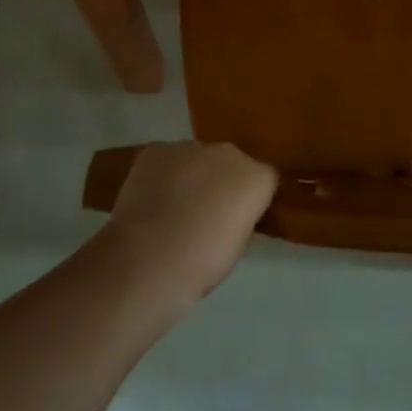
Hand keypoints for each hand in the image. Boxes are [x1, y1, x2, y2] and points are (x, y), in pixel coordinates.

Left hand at [95, 142, 277, 319]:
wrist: (147, 260)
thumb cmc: (201, 264)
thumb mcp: (237, 246)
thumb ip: (240, 216)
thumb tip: (230, 211)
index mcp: (256, 177)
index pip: (264, 179)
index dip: (251, 200)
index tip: (238, 220)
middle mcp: (227, 152)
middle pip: (230, 163)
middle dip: (221, 182)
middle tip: (205, 214)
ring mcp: (189, 146)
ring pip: (196, 159)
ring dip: (190, 177)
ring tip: (172, 211)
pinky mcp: (156, 149)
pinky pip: (165, 159)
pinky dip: (161, 175)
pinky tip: (150, 202)